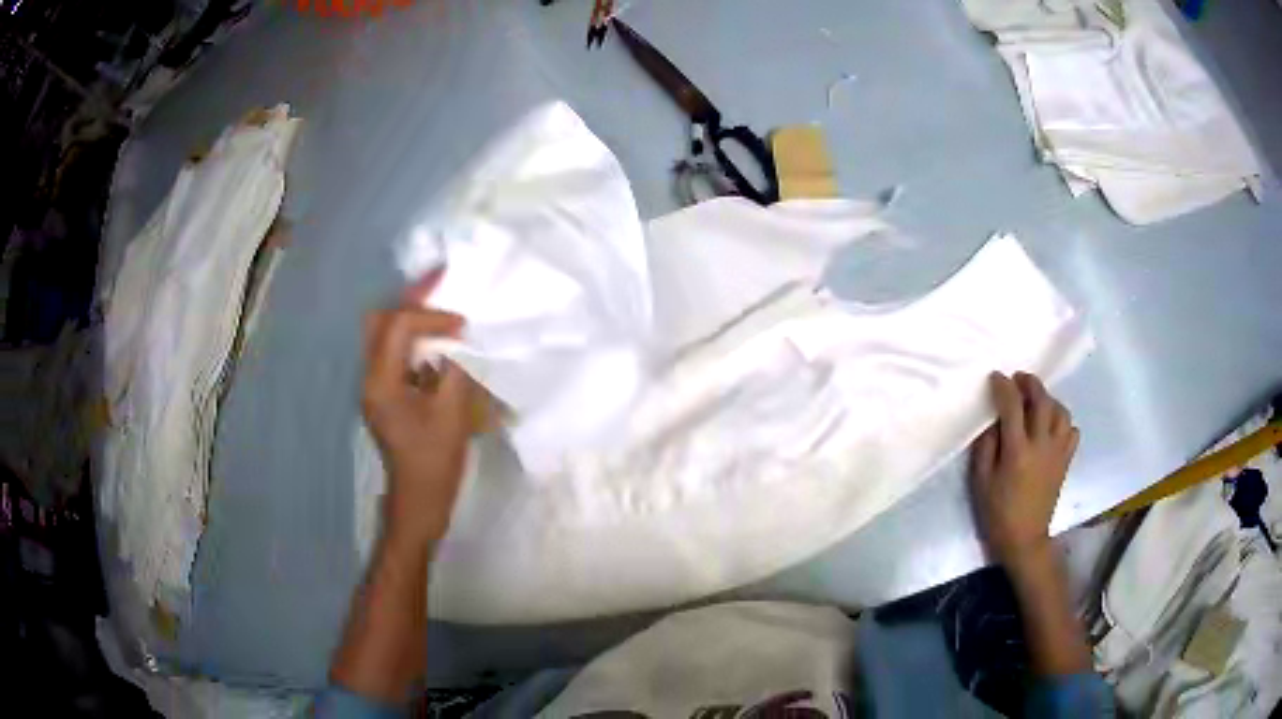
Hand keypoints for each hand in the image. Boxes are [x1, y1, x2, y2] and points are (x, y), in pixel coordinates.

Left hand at [362, 269, 476, 547]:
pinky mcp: (386, 395)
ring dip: (413, 320)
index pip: (399, 326)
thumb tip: (461, 341)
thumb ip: (456, 371)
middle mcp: (371, 377)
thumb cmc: (434, 463)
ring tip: (443, 313)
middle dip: (411, 302)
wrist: (418, 502)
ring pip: (385, 335)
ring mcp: (376, 386)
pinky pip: (396, 355)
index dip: (432, 316)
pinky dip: (416, 343)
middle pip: (379, 321)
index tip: (462, 325)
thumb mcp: (452, 416)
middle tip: (441, 289)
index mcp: (382, 382)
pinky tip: (441, 349)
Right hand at [969, 372, 1079, 572]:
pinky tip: (1052, 426)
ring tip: (1037, 402)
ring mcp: (1058, 453)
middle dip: (1030, 384)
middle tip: (1019, 379)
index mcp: (1017, 450)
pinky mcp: (1066, 462)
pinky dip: (1063, 422)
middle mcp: (1042, 445)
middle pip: (1042, 401)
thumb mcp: (980, 480)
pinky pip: (1072, 431)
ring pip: (1061, 412)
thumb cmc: (997, 512)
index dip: (1004, 386)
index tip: (996, 377)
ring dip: (1049, 400)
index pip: (1012, 406)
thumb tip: (993, 420)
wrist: (1024, 540)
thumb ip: (986, 446)